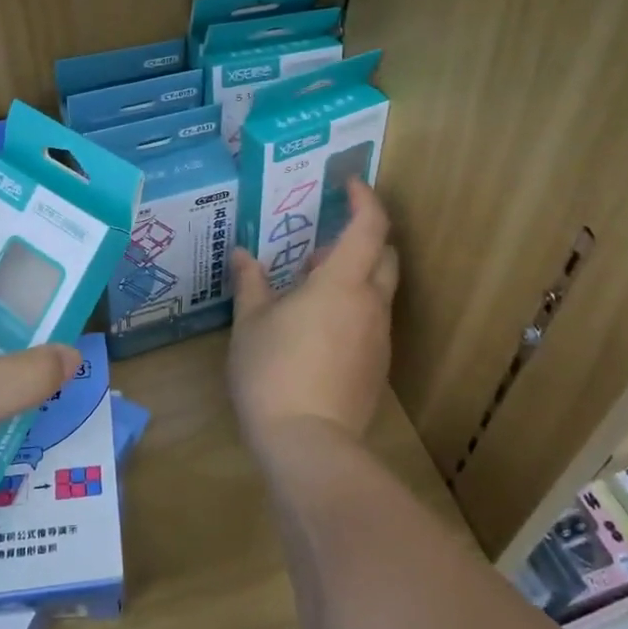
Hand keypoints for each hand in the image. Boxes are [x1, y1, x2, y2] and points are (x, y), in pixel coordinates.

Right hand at [228, 181, 399, 464]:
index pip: (370, 225)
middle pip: (385, 255)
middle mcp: (371, 304)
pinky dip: (353, 310)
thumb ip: (250, 282)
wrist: (307, 444)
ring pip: (379, 291)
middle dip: (360, 241)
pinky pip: (372, 322)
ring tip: (309, 294)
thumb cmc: (273, 371)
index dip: (364, 198)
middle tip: (319, 251)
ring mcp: (380, 338)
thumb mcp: (250, 322)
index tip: (348, 184)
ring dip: (354, 278)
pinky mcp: (377, 367)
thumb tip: (242, 255)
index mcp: (343, 282)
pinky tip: (317, 332)